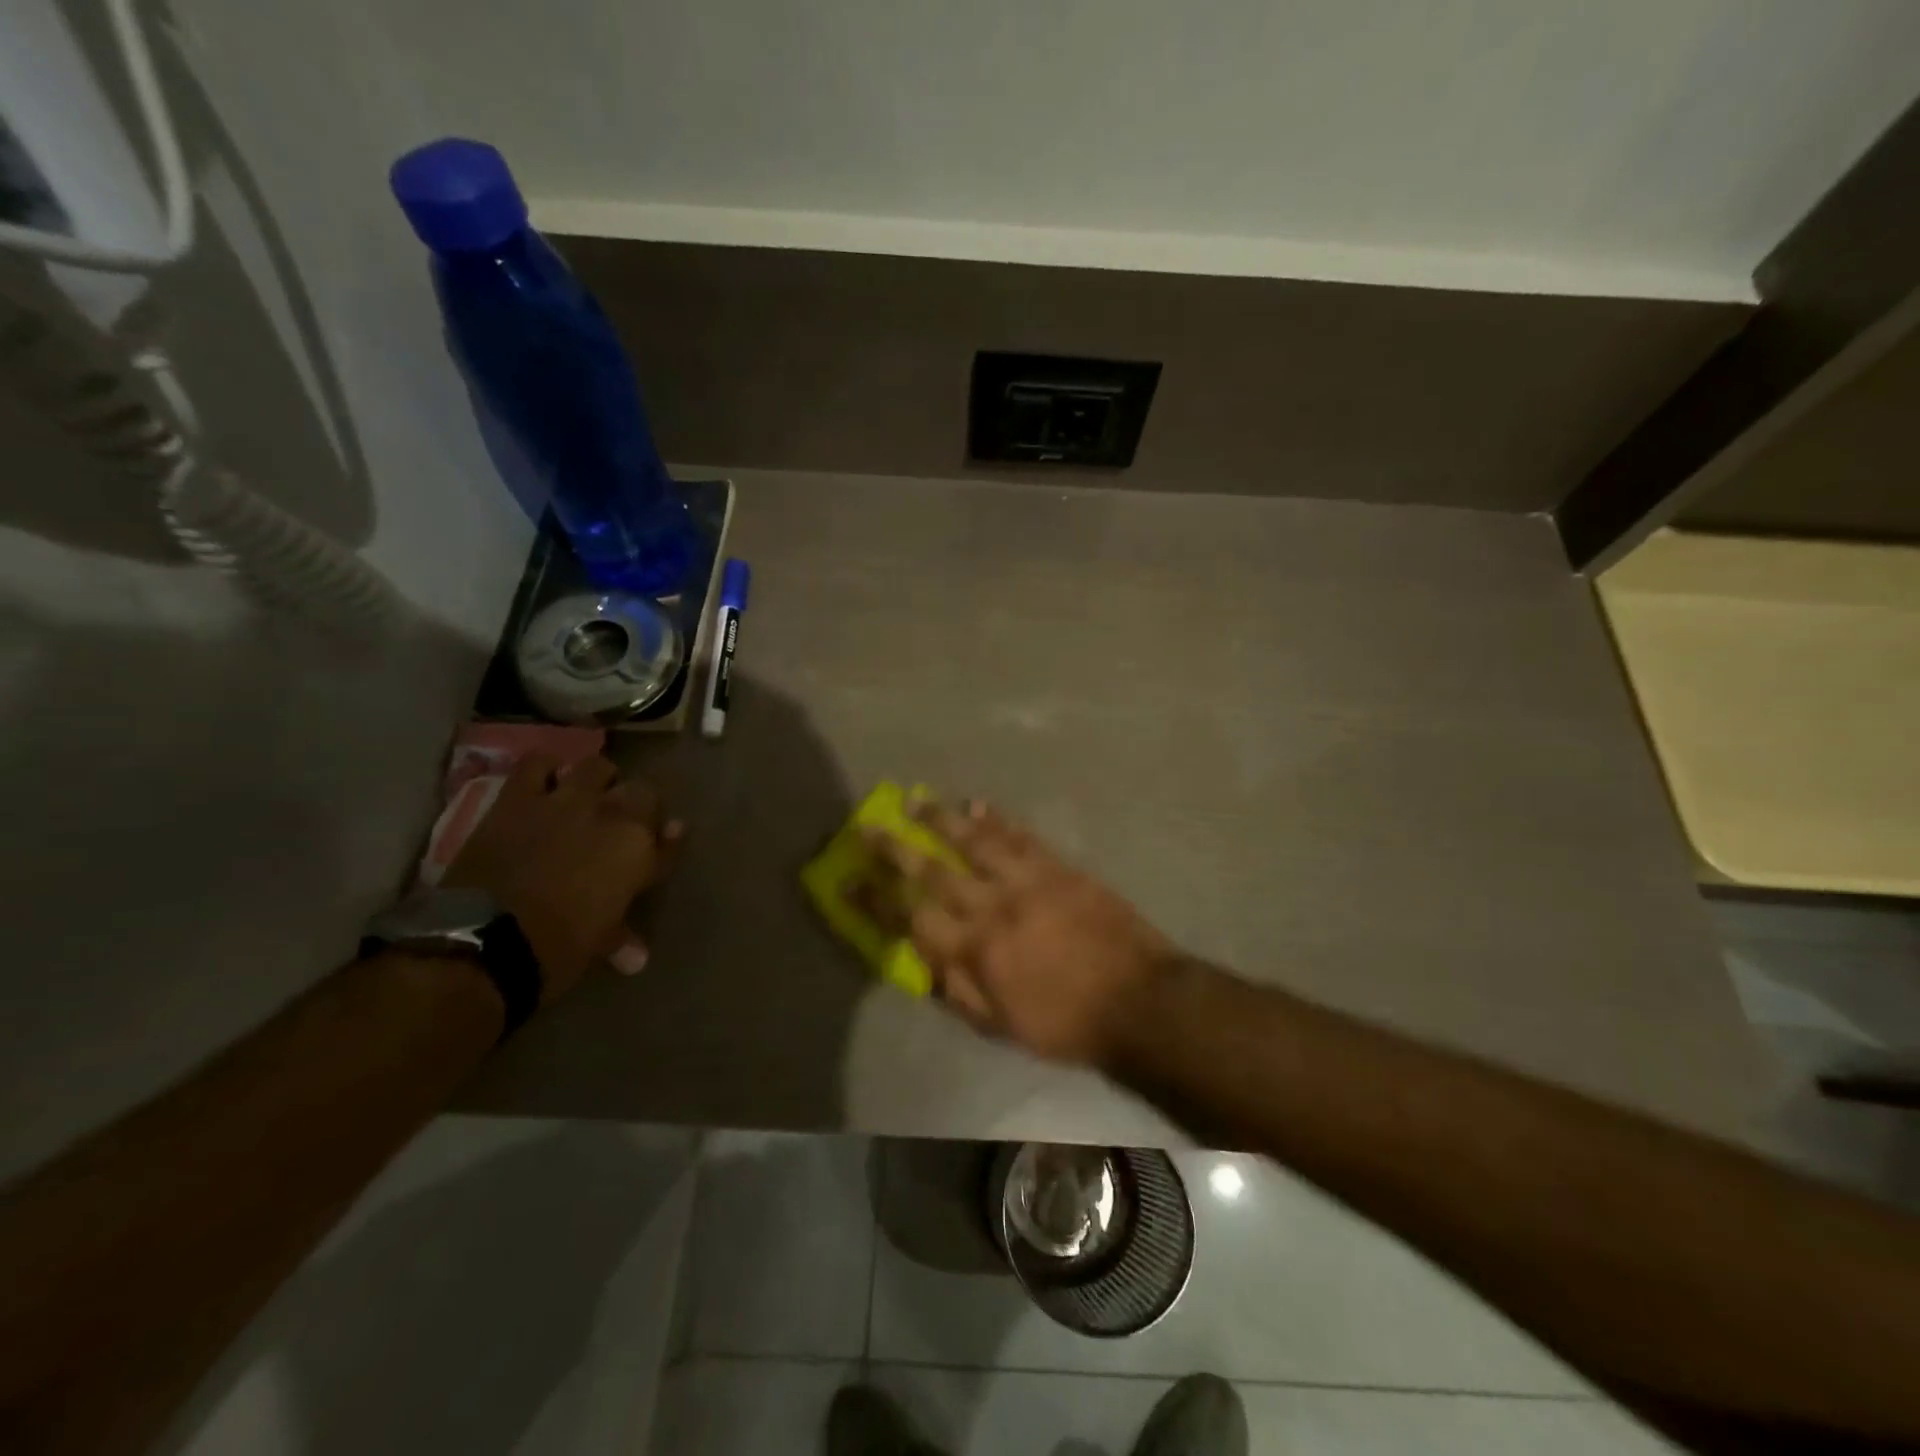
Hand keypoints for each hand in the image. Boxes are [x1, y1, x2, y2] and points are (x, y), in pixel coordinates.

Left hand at [445, 753, 680, 1001]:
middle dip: (638, 806)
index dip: (668, 841)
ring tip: (588, 795)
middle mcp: (613, 816)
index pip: (669, 839)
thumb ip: (624, 935)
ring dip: (598, 780)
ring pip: (597, 767)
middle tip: (624, 824)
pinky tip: (545, 781)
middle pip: (642, 793)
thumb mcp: (599, 943)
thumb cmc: (557, 949)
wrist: (484, 941)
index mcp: (639, 851)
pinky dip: (545, 769)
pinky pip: (537, 764)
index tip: (665, 842)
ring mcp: (565, 801)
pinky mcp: (519, 798)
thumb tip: (638, 957)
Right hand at [861, 798, 1171, 1066]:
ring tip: (917, 799)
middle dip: (896, 847)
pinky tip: (978, 805)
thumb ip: (958, 991)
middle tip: (870, 826)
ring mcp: (1027, 881)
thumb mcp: (1003, 1026)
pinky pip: (1021, 836)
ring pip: (974, 841)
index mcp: (975, 950)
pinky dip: (997, 818)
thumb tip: (923, 961)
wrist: (1139, 999)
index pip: (910, 918)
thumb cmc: (1067, 1023)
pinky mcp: (1058, 868)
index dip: (874, 899)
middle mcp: (992, 907)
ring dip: (942, 818)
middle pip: (933, 870)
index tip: (847, 878)